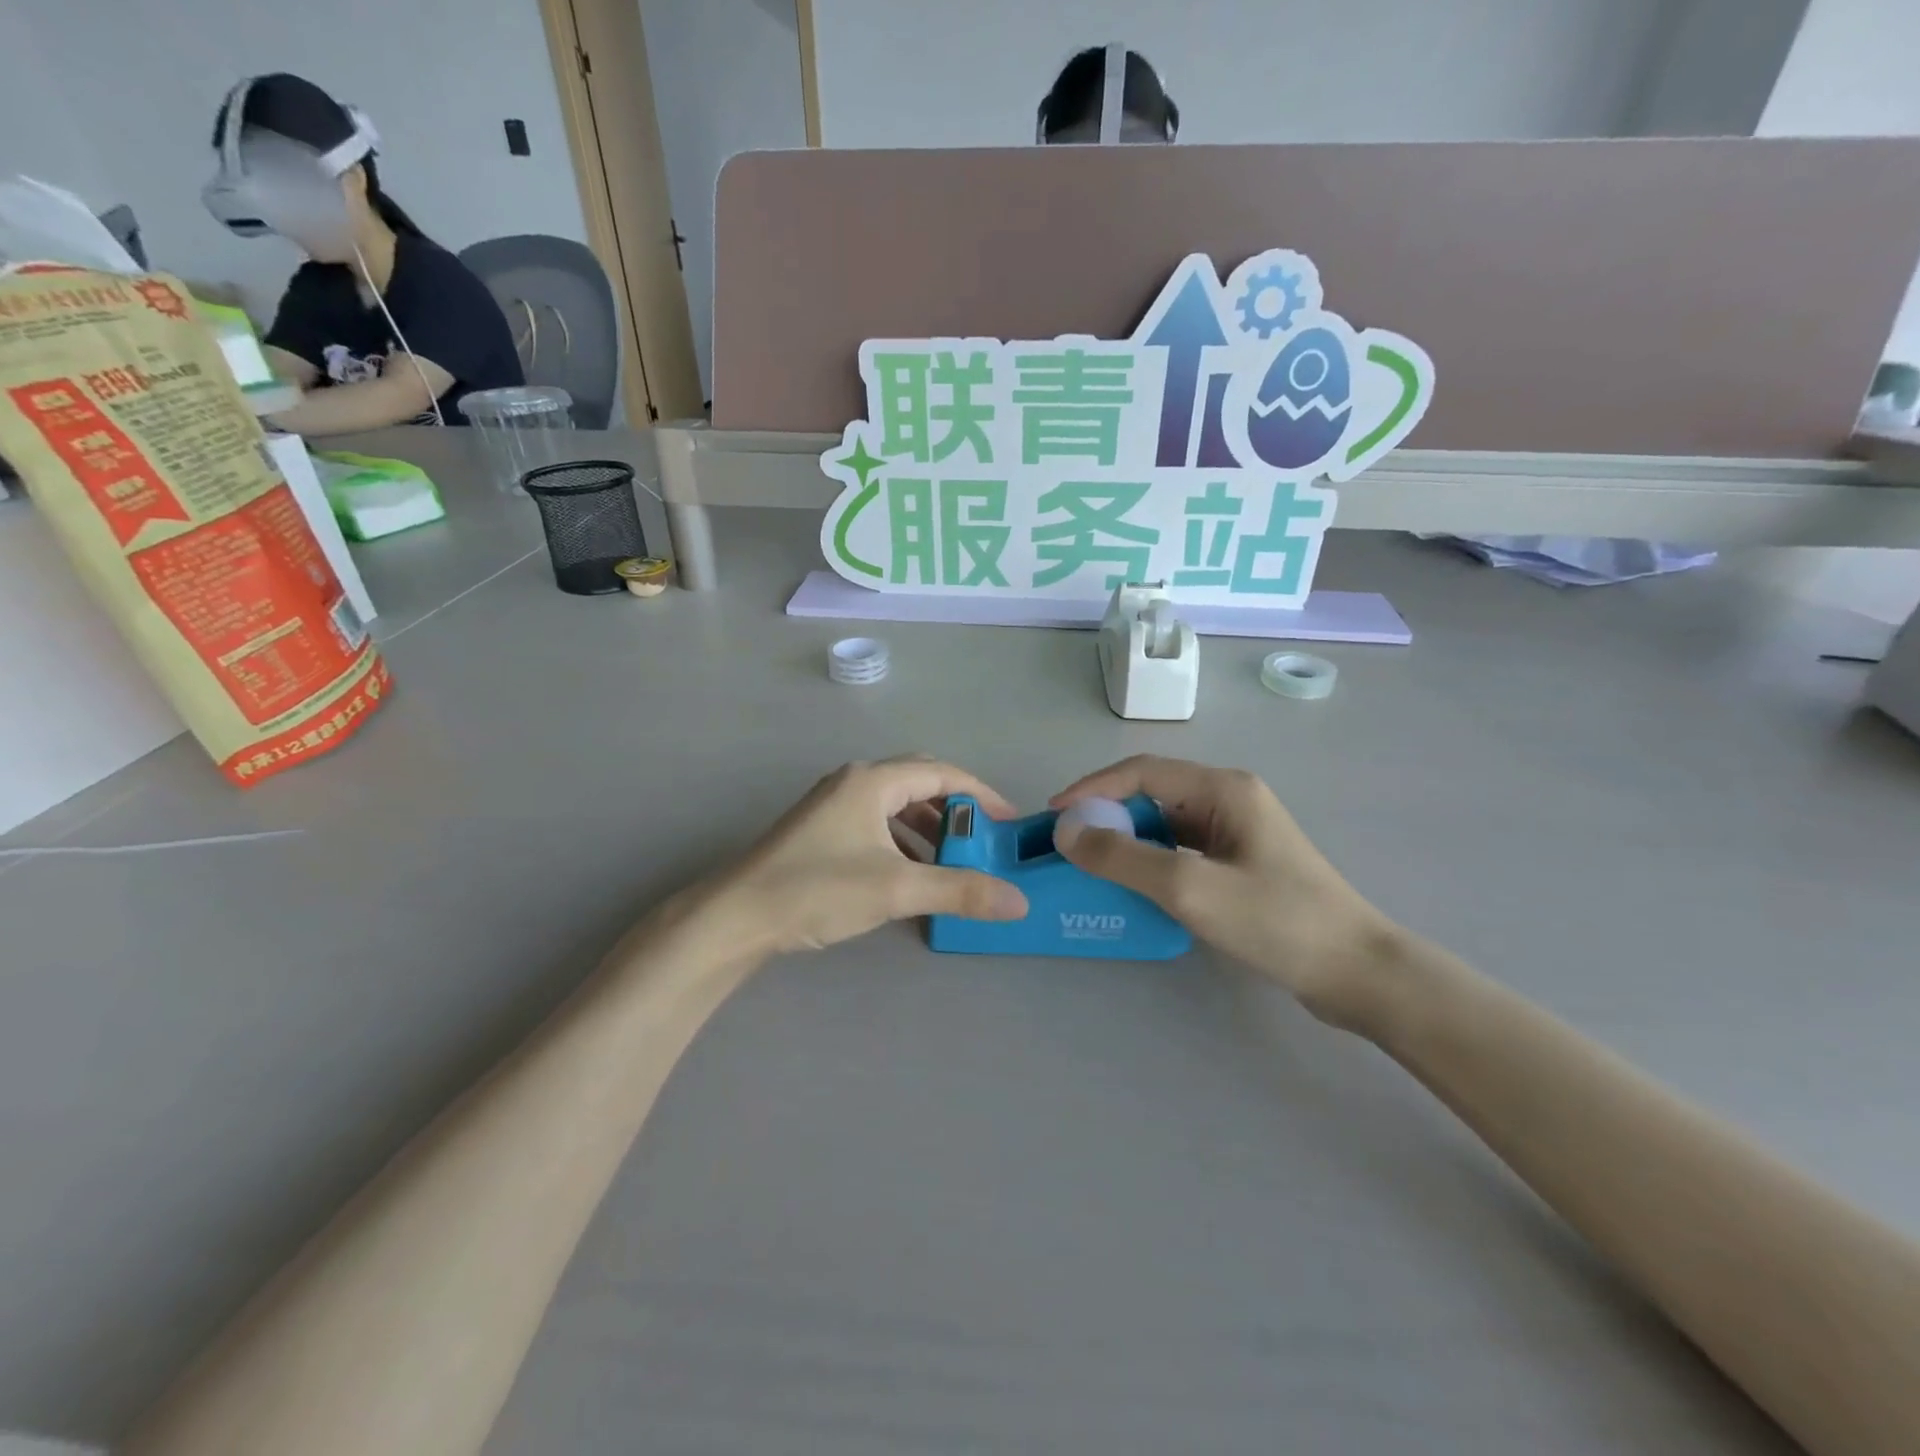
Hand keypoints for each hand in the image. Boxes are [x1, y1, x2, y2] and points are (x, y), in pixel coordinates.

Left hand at [693, 756, 1029, 957]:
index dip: (981, 794)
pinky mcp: (821, 829)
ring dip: (929, 827)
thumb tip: (1019, 902)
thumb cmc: (818, 888)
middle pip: (919, 782)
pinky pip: (876, 823)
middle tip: (983, 839)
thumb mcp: (897, 888)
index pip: (942, 773)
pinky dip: (903, 841)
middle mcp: (854, 782)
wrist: (737, 915)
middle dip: (956, 809)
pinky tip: (911, 873)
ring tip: (953, 860)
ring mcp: (833, 804)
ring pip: (896, 805)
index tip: (1008, 822)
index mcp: (873, 781)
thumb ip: (960, 891)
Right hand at [1051, 757, 1395, 1026]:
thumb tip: (1066, 831)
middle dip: (1106, 816)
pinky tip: (1132, 888)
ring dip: (1126, 842)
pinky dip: (1150, 863)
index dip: (1092, 789)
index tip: (1054, 816)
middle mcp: (1230, 799)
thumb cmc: (1277, 921)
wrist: (1357, 973)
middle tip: (1068, 847)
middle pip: (1152, 794)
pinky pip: (1181, 851)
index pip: (1141, 771)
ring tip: (1090, 867)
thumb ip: (1123, 857)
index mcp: (1223, 788)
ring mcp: (1237, 833)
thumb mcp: (1190, 888)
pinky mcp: (1240, 864)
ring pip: (1165, 825)